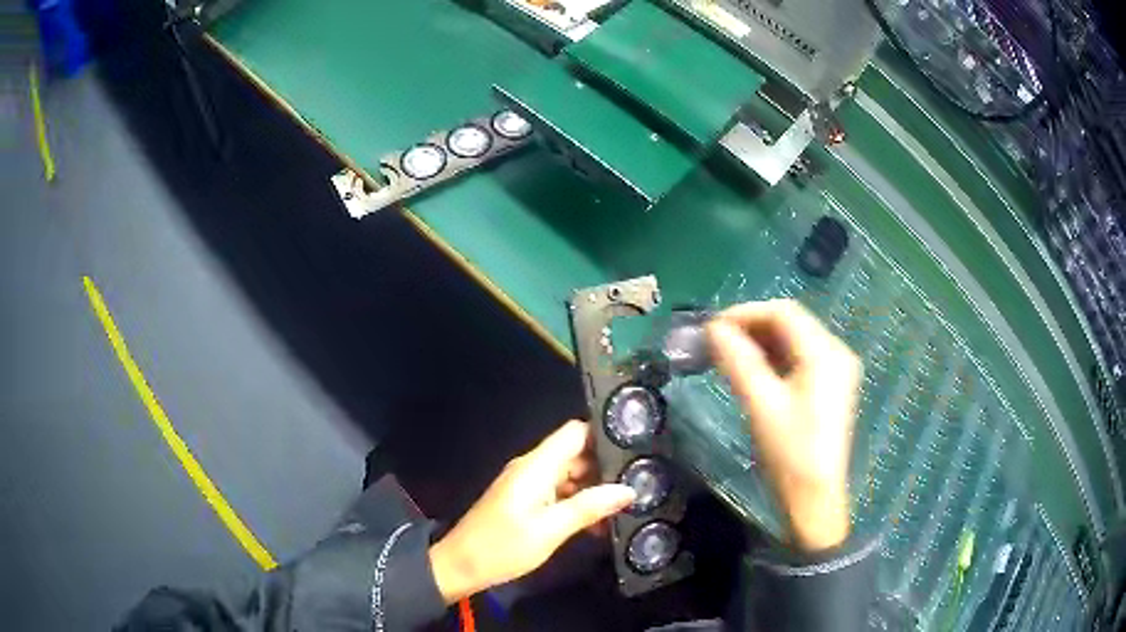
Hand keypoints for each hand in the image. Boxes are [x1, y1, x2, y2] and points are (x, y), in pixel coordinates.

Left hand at [428, 421, 635, 603]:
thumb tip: (628, 490)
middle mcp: (532, 468)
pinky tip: (599, 524)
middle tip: (640, 483)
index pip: (576, 433)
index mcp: (536, 466)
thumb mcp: (550, 529)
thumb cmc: (503, 546)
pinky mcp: (525, 501)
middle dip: (606, 468)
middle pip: (576, 454)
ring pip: (569, 476)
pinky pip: (558, 493)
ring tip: (627, 507)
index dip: (604, 435)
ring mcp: (528, 485)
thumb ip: (589, 507)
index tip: (635, 447)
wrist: (460, 566)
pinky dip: (578, 503)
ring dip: (594, 490)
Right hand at [706, 299, 861, 551]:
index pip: (783, 312)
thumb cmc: (790, 452)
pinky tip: (752, 369)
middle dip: (752, 326)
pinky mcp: (830, 386)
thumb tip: (713, 329)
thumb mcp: (761, 404)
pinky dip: (774, 357)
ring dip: (761, 341)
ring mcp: (836, 369)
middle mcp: (836, 352)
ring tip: (728, 354)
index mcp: (825, 353)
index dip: (745, 313)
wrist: (814, 497)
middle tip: (717, 341)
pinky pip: (800, 358)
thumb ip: (738, 360)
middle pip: (791, 322)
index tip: (712, 327)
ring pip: (794, 339)